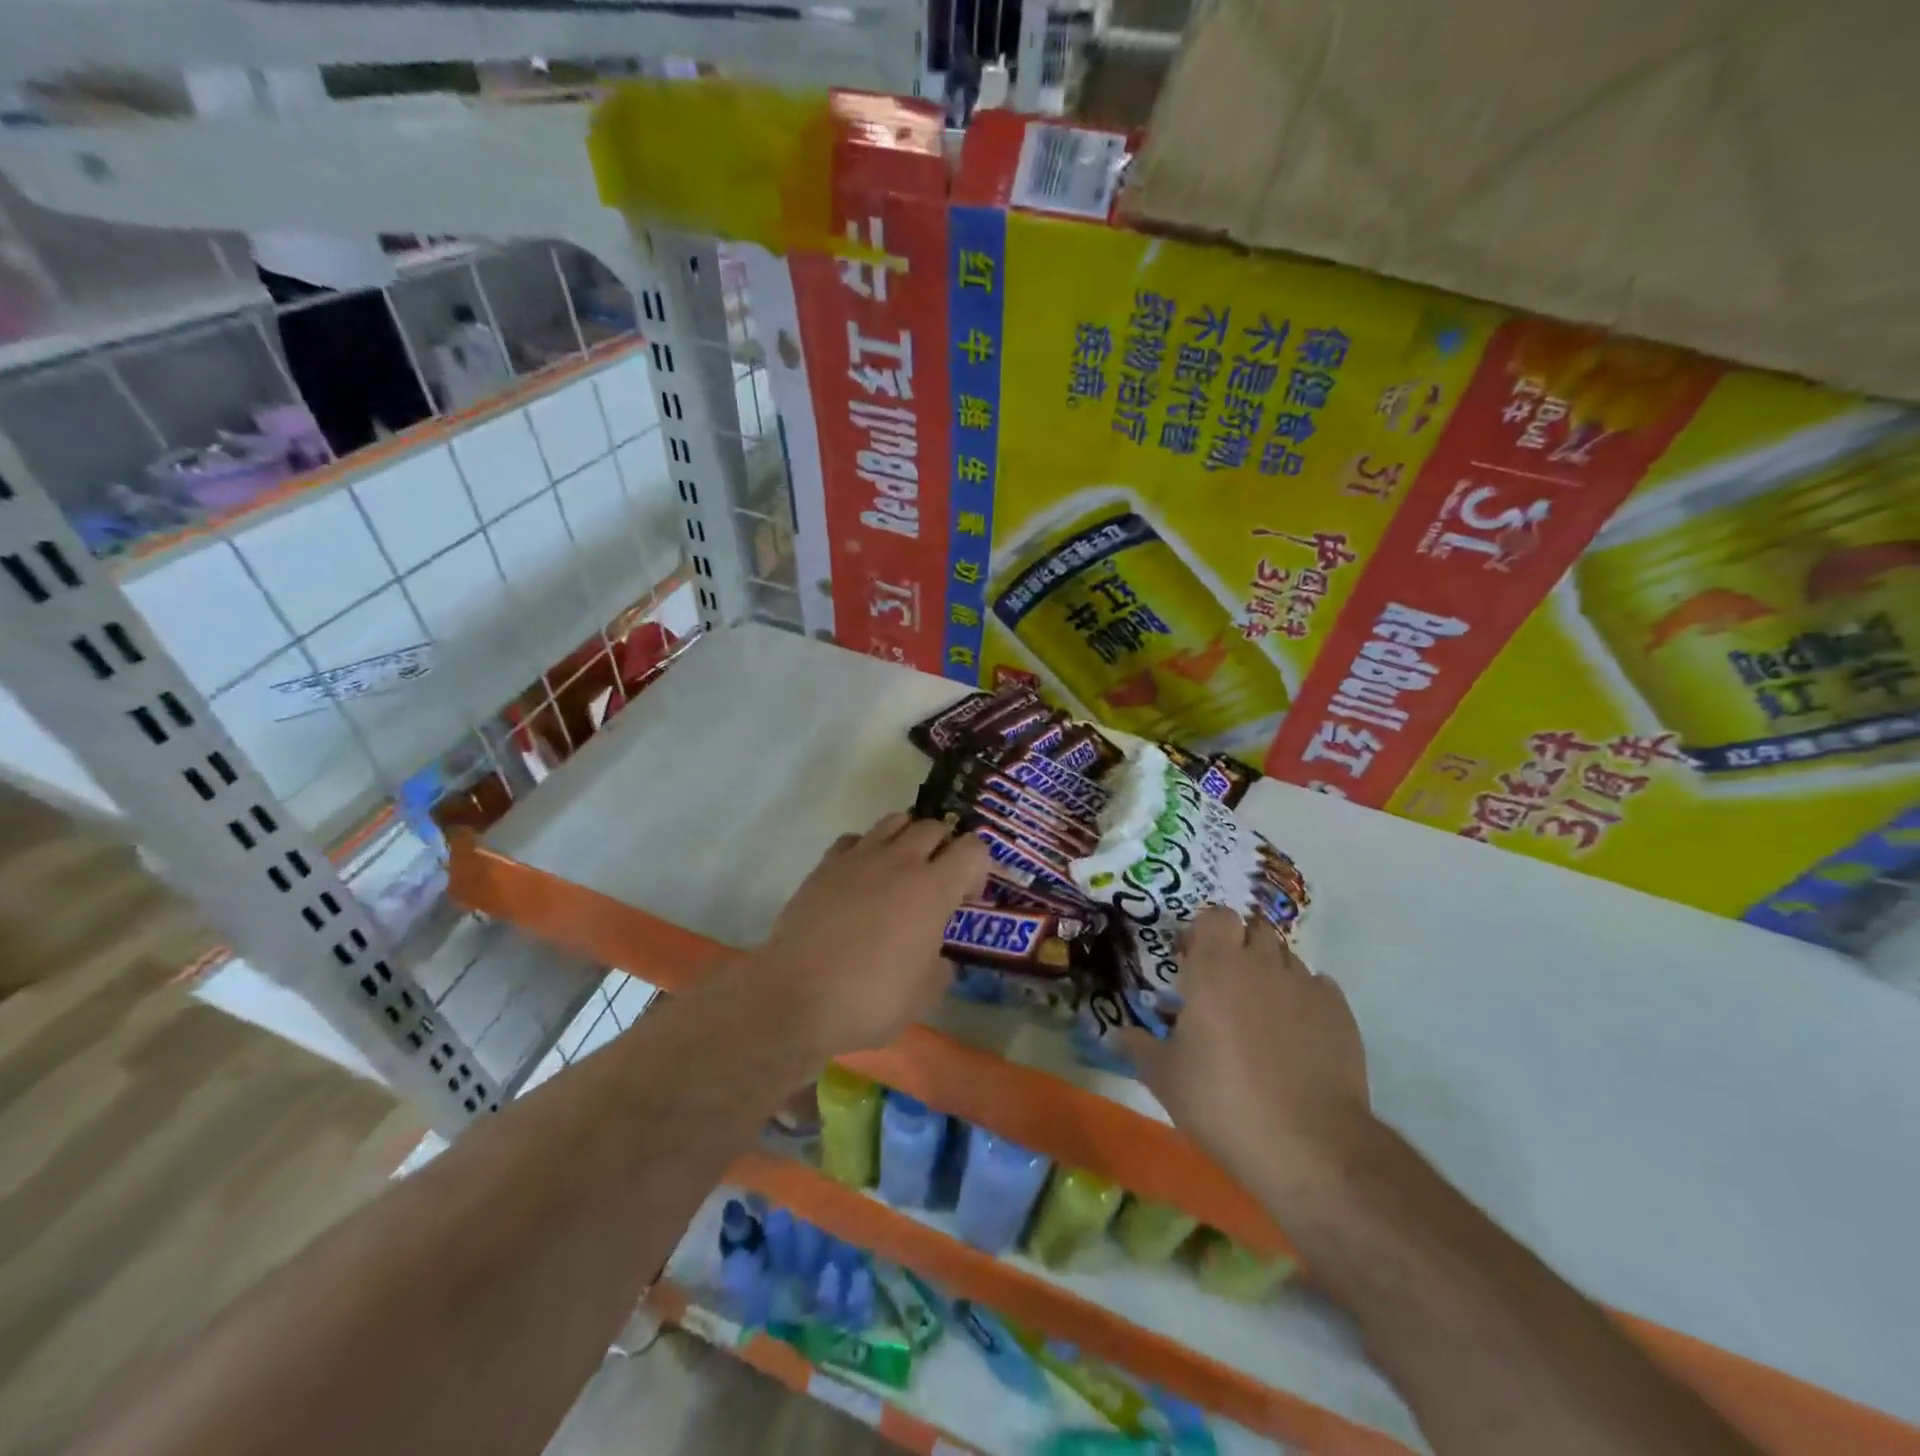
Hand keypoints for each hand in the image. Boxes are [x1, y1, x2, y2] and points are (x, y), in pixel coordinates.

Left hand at [746, 812, 989, 1060]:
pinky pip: (855, 839)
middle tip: (937, 882)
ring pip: (894, 821)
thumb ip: (941, 966)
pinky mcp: (825, 865)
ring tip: (900, 871)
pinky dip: (866, 849)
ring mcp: (859, 858)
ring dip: (907, 838)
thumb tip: (938, 955)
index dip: (979, 868)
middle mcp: (900, 861)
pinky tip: (861, 878)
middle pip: (933, 826)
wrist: (797, 998)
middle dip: (944, 847)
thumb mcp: (924, 994)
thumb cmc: (870, 1000)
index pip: (973, 849)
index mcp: (933, 888)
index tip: (967, 898)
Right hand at [1125, 905, 1374, 1199]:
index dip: (1204, 932)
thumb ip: (1139, 1047)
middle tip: (1223, 987)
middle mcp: (1261, 964)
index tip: (1192, 961)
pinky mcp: (1340, 1014)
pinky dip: (1303, 999)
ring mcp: (1305, 986)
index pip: (1215, 917)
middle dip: (1238, 948)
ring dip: (1269, 973)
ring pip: (1285, 958)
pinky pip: (1317, 988)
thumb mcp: (1165, 1078)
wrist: (1310, 1146)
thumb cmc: (1223, 1102)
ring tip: (1259, 1013)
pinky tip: (1296, 1034)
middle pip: (1253, 930)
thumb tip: (1115, 1034)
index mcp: (1215, 968)